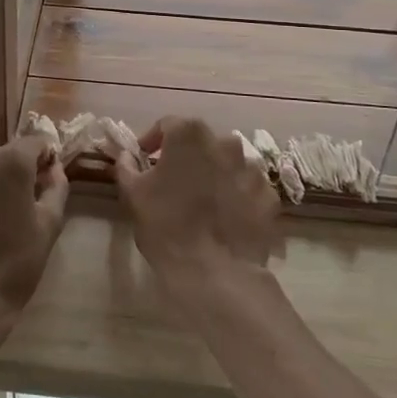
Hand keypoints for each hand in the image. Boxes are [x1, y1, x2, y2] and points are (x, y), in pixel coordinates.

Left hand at [0, 138, 68, 346]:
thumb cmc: (15, 264)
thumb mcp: (49, 225)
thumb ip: (57, 186)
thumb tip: (52, 166)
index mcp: (10, 161)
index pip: (34, 143)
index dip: (42, 160)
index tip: (42, 183)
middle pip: (1, 156)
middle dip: (10, 174)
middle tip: (13, 210)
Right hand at [115, 118, 278, 296]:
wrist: (215, 273)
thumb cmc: (166, 225)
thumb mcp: (133, 194)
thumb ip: (127, 166)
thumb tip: (127, 155)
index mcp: (189, 135)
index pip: (168, 125)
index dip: (153, 140)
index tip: (144, 159)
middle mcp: (225, 142)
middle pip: (201, 142)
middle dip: (187, 156)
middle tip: (173, 180)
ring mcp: (251, 170)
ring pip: (228, 163)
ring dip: (214, 173)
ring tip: (202, 200)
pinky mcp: (269, 197)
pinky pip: (248, 188)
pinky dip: (237, 195)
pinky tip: (226, 217)